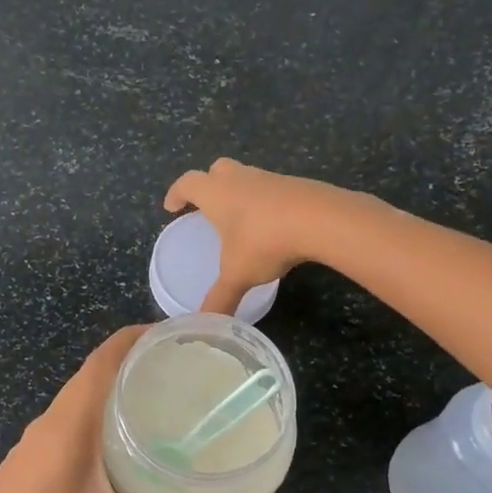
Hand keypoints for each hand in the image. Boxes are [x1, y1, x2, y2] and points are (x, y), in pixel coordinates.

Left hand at [0, 327, 233, 492]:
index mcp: (67, 425)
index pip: (101, 361)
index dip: (134, 337)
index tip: (174, 334)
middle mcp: (48, 422)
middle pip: (92, 374)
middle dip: (133, 361)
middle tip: (183, 368)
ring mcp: (33, 442)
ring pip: (79, 398)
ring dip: (114, 388)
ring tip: (161, 398)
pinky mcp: (28, 461)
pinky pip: (68, 420)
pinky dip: (98, 413)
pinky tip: (122, 442)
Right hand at [164, 158, 347, 314]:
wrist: (320, 219)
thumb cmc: (264, 241)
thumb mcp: (238, 275)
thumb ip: (220, 298)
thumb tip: (205, 322)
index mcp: (216, 193)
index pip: (187, 183)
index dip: (176, 193)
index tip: (171, 207)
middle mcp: (239, 179)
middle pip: (217, 170)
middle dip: (208, 184)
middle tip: (207, 207)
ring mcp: (269, 178)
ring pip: (247, 177)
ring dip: (239, 192)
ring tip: (240, 219)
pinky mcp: (296, 185)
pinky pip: (272, 189)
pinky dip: (266, 203)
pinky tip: (272, 225)